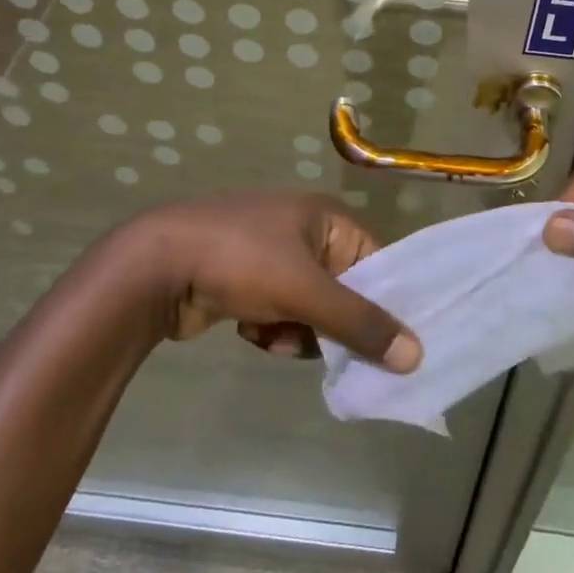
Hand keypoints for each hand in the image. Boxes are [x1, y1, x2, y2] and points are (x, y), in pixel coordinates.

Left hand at [118, 191, 421, 373]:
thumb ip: (360, 324)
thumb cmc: (241, 262)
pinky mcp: (247, 280)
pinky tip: (252, 332)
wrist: (156, 266)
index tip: (393, 347)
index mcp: (327, 217)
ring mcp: (273, 255)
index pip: (377, 262)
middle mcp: (306, 230)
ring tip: (276, 338)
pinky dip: (273, 329)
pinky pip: (281, 313)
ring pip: (312, 309)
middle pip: (345, 290)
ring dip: (299, 331)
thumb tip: (417, 355)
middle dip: (332, 324)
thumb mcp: (306, 292)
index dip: (386, 303)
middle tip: (326, 350)